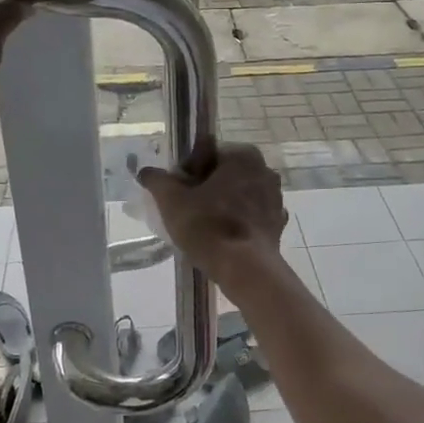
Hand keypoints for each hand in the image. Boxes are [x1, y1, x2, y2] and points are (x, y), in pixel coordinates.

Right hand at [137, 141, 286, 279]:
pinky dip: (238, 221)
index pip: (208, 153)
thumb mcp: (172, 201)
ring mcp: (276, 198)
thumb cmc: (208, 226)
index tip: (179, 191)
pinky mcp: (278, 223)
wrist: (245, 269)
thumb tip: (146, 172)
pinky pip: (251, 216)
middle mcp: (265, 171)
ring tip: (203, 225)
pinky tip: (223, 237)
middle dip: (207, 187)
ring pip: (239, 194)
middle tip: (187, 208)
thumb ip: (157, 181)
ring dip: (223, 203)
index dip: (189, 171)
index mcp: (242, 156)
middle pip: (225, 174)